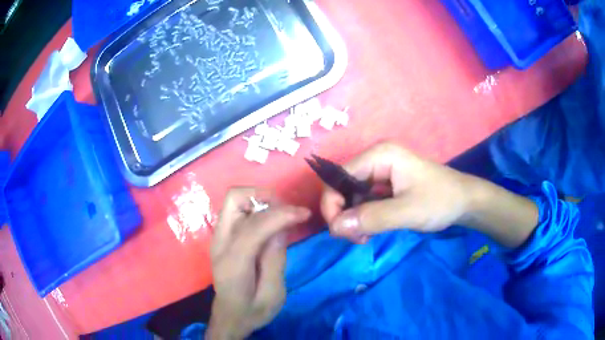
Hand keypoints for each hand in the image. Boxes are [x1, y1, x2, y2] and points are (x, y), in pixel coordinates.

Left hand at [208, 188, 310, 339]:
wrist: (230, 317)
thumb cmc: (252, 311)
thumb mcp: (273, 294)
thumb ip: (276, 260)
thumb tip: (281, 228)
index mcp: (233, 261)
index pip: (255, 225)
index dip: (282, 214)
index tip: (304, 213)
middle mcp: (220, 242)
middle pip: (234, 198)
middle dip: (265, 196)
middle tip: (288, 210)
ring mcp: (218, 237)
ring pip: (234, 199)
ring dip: (260, 199)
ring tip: (282, 214)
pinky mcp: (222, 237)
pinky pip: (237, 210)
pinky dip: (256, 207)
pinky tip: (271, 221)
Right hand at [321, 143, 473, 242]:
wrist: (465, 202)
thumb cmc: (441, 200)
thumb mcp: (408, 211)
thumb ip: (372, 218)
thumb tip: (334, 227)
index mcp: (380, 155)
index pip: (339, 176)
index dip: (332, 203)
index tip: (339, 231)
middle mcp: (376, 160)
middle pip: (343, 186)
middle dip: (344, 214)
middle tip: (357, 238)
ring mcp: (381, 173)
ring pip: (351, 197)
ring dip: (353, 219)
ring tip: (365, 237)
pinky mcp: (386, 187)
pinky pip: (364, 202)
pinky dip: (363, 219)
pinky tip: (371, 231)